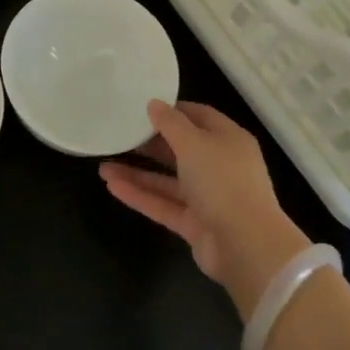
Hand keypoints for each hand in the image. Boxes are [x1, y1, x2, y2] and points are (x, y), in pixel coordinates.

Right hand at [100, 100, 309, 319]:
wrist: (246, 246)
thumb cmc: (223, 182)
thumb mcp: (195, 143)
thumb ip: (171, 123)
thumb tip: (154, 104)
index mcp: (229, 140)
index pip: (199, 117)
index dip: (172, 110)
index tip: (142, 107)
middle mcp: (220, 166)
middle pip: (181, 149)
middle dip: (149, 144)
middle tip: (119, 136)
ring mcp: (208, 198)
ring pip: (168, 181)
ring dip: (138, 173)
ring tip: (103, 166)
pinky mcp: (195, 224)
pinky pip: (164, 205)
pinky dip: (140, 196)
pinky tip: (112, 187)